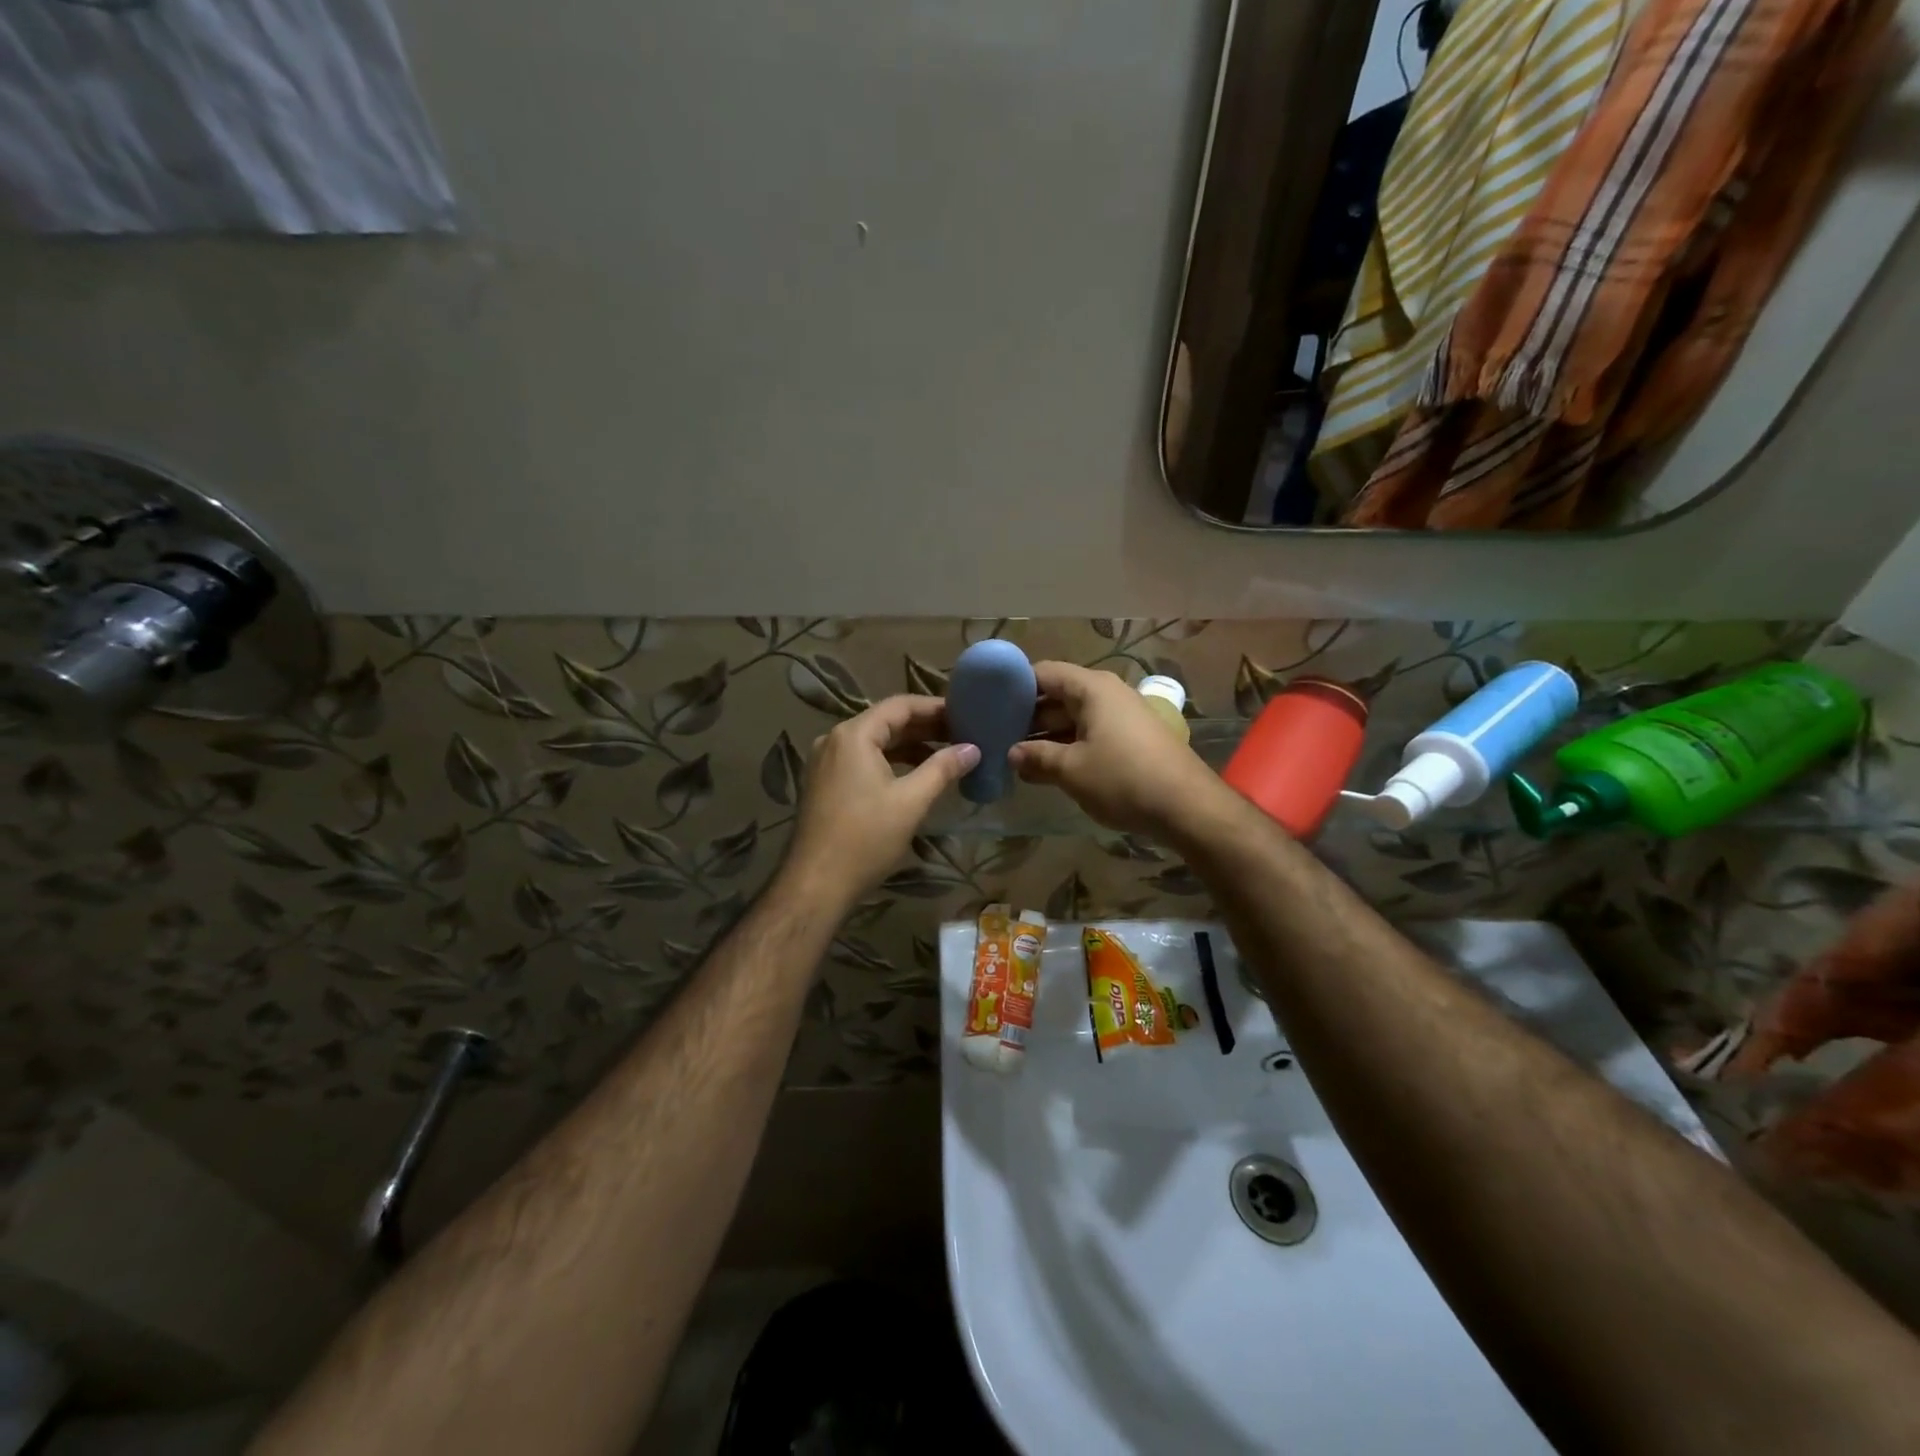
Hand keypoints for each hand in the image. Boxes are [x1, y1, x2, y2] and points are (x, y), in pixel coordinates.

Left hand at [780, 695, 979, 909]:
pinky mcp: (825, 784)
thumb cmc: (866, 838)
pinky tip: (915, 776)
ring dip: (909, 746)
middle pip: (886, 722)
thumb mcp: (911, 801)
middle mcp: (835, 740)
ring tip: (946, 755)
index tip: (965, 714)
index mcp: (854, 735)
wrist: (817, 884)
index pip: (900, 706)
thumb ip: (943, 769)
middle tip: (962, 734)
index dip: (935, 707)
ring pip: (874, 743)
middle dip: (925, 727)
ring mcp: (826, 763)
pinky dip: (890, 762)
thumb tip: (972, 749)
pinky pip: (863, 761)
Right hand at [1008, 662, 1221, 839]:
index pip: (1043, 673)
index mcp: (1092, 688)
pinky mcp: (1131, 739)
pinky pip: (1090, 733)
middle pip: (1057, 695)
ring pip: (1073, 717)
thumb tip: (1011, 754)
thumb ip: (1036, 757)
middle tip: (995, 736)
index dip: (1014, 686)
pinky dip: (1067, 746)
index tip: (987, 705)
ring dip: (1045, 735)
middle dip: (1027, 716)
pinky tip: (1046, 768)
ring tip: (1013, 756)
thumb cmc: (1123, 779)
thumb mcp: (1071, 770)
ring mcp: (1121, 716)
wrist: (1188, 807)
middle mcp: (1107, 694)